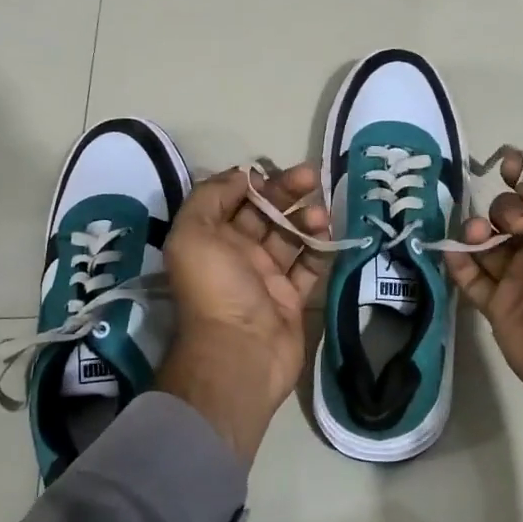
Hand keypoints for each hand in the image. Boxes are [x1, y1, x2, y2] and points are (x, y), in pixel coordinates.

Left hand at [157, 163, 327, 465]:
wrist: (242, 351)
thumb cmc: (216, 287)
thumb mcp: (193, 232)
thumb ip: (210, 196)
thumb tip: (243, 176)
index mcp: (211, 238)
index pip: (234, 198)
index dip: (254, 181)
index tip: (276, 170)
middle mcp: (237, 254)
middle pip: (265, 213)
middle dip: (287, 192)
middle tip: (312, 177)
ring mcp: (266, 277)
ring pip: (289, 237)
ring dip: (306, 219)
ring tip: (321, 214)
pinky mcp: (292, 298)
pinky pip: (309, 266)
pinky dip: (320, 248)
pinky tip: (329, 234)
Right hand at [445, 153, 522, 482]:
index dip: (521, 176)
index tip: (505, 167)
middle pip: (508, 213)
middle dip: (504, 208)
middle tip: (516, 226)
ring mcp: (517, 278)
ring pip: (486, 242)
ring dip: (475, 229)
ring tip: (478, 237)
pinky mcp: (496, 305)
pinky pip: (469, 277)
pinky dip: (457, 260)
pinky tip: (454, 251)